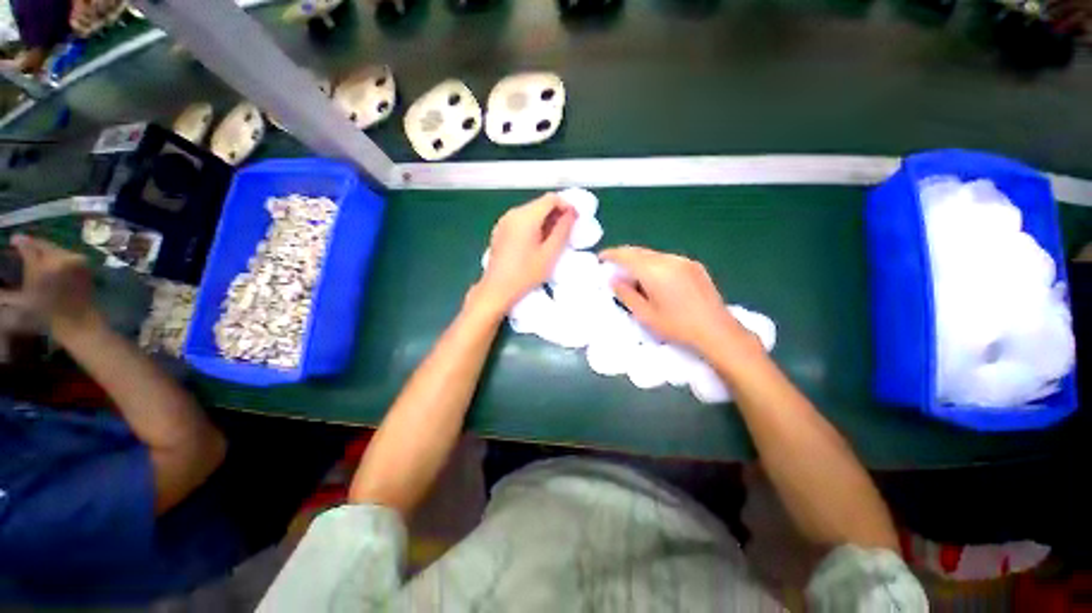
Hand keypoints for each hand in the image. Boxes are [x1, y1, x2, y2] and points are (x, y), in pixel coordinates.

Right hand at [0, 235, 97, 333]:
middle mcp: (60, 259)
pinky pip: (66, 254)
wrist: (78, 319)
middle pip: (43, 245)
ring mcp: (75, 259)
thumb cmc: (48, 312)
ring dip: (44, 250)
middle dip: (32, 244)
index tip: (13, 240)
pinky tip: (49, 260)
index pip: (28, 247)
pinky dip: (56, 255)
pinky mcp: (85, 263)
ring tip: (35, 253)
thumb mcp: (25, 294)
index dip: (19, 242)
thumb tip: (9, 263)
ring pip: (54, 248)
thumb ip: (18, 275)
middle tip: (21, 244)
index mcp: (41, 268)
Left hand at [476, 193, 575, 310]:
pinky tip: (537, 243)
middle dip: (556, 214)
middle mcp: (513, 213)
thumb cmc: (525, 274)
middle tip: (567, 232)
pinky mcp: (500, 231)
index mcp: (526, 216)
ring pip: (530, 212)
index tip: (575, 220)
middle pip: (539, 204)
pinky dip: (533, 226)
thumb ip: (563, 230)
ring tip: (553, 240)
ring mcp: (504, 221)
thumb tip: (571, 213)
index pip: (551, 199)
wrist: (497, 289)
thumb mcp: (550, 254)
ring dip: (545, 221)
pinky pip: (520, 221)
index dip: (566, 206)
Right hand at [600, 246, 751, 354]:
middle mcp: (669, 260)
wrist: (717, 331)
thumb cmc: (677, 326)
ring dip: (639, 260)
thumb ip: (626, 295)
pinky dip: (653, 263)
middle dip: (624, 255)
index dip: (612, 254)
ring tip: (631, 273)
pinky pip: (667, 259)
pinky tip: (653, 277)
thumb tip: (614, 280)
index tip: (601, 257)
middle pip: (640, 251)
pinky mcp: (694, 266)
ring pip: (654, 254)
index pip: (627, 255)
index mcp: (655, 271)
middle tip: (612, 265)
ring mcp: (684, 261)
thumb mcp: (645, 315)